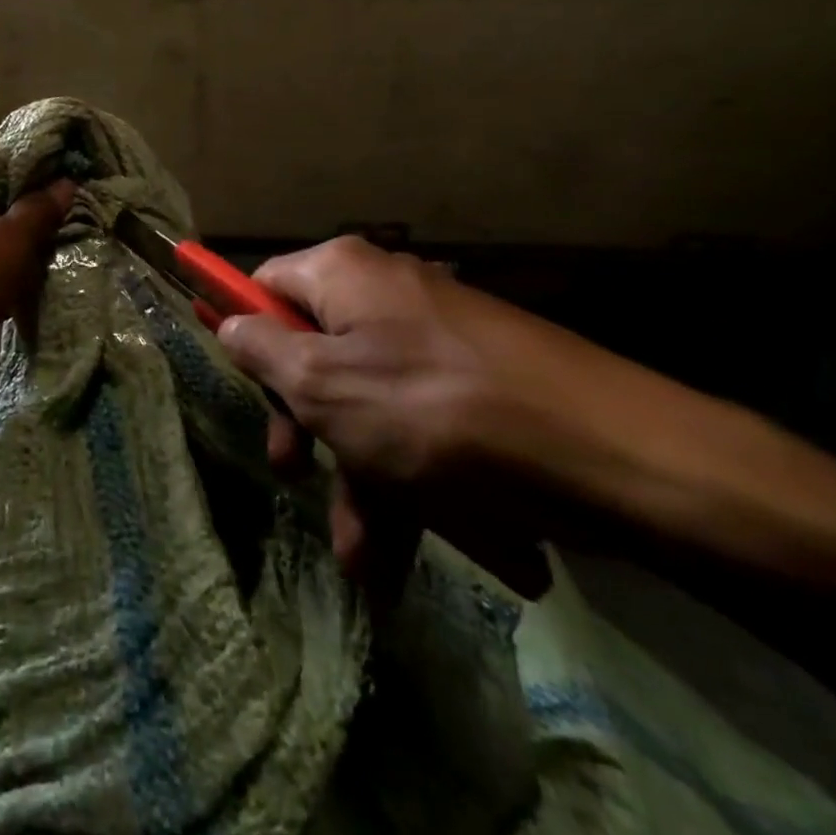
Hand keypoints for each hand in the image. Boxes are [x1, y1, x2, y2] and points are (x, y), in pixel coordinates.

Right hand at [218, 237, 714, 595]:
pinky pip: (421, 424)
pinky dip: (412, 480)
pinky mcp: (479, 381)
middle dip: (306, 427)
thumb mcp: (324, 387)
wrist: (610, 453)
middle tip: (294, 476)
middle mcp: (387, 293)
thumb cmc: (435, 412)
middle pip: (316, 351)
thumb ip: (264, 352)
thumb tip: (231, 324)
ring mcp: (437, 338)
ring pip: (370, 403)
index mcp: (344, 274)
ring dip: (361, 479)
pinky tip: (419, 547)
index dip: (238, 323)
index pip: (265, 284)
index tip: (225, 367)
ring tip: (369, 559)